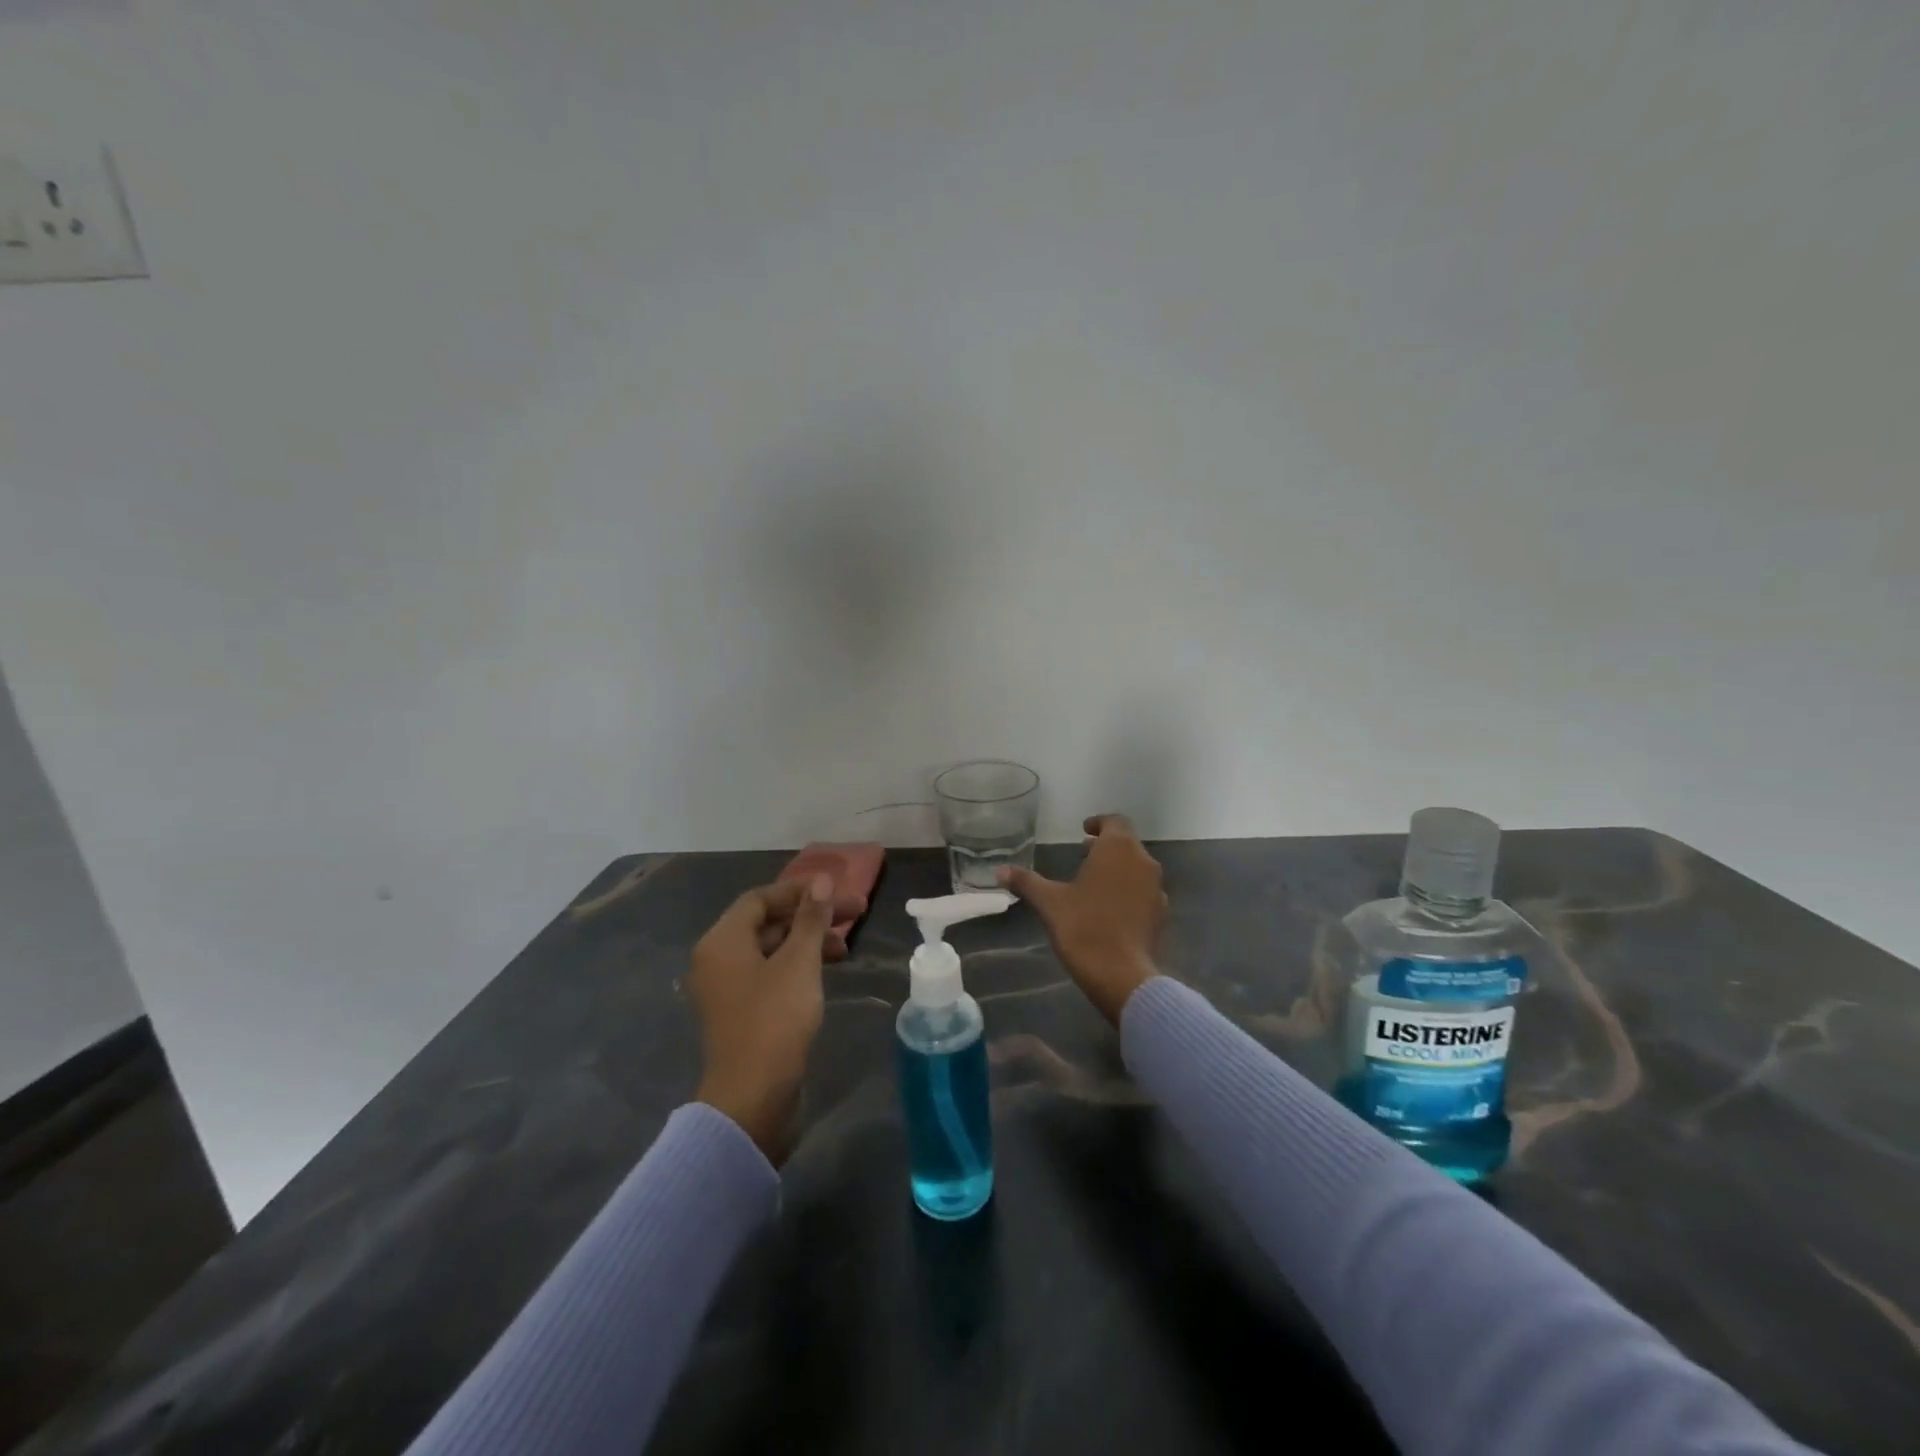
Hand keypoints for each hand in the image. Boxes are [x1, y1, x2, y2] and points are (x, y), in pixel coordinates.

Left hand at [689, 874, 835, 1162]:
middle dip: (811, 915)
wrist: (751, 1099)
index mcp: (723, 941)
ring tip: (846, 946)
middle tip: (856, 913)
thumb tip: (822, 881)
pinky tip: (826, 972)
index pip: (761, 898)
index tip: (837, 890)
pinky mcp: (742, 1013)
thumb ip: (811, 919)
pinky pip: (770, 974)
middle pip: (767, 922)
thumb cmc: (774, 1020)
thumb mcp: (799, 963)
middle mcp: (718, 959)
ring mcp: (728, 989)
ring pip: (772, 949)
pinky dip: (798, 966)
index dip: (799, 890)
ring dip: (808, 941)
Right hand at [1000, 813, 1167, 1025]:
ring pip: (1137, 868)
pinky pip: (1143, 892)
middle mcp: (1143, 862)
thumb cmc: (1083, 928)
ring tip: (1094, 881)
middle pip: (1127, 844)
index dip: (1099, 823)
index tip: (1084, 830)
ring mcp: (1156, 889)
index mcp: (1118, 849)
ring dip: (1118, 868)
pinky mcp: (1160, 915)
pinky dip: (1128, 891)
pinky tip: (1110, 908)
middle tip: (1084, 853)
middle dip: (1106, 846)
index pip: (1115, 821)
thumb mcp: (1049, 902)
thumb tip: (999, 870)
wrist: (1121, 976)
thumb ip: (1026, 881)